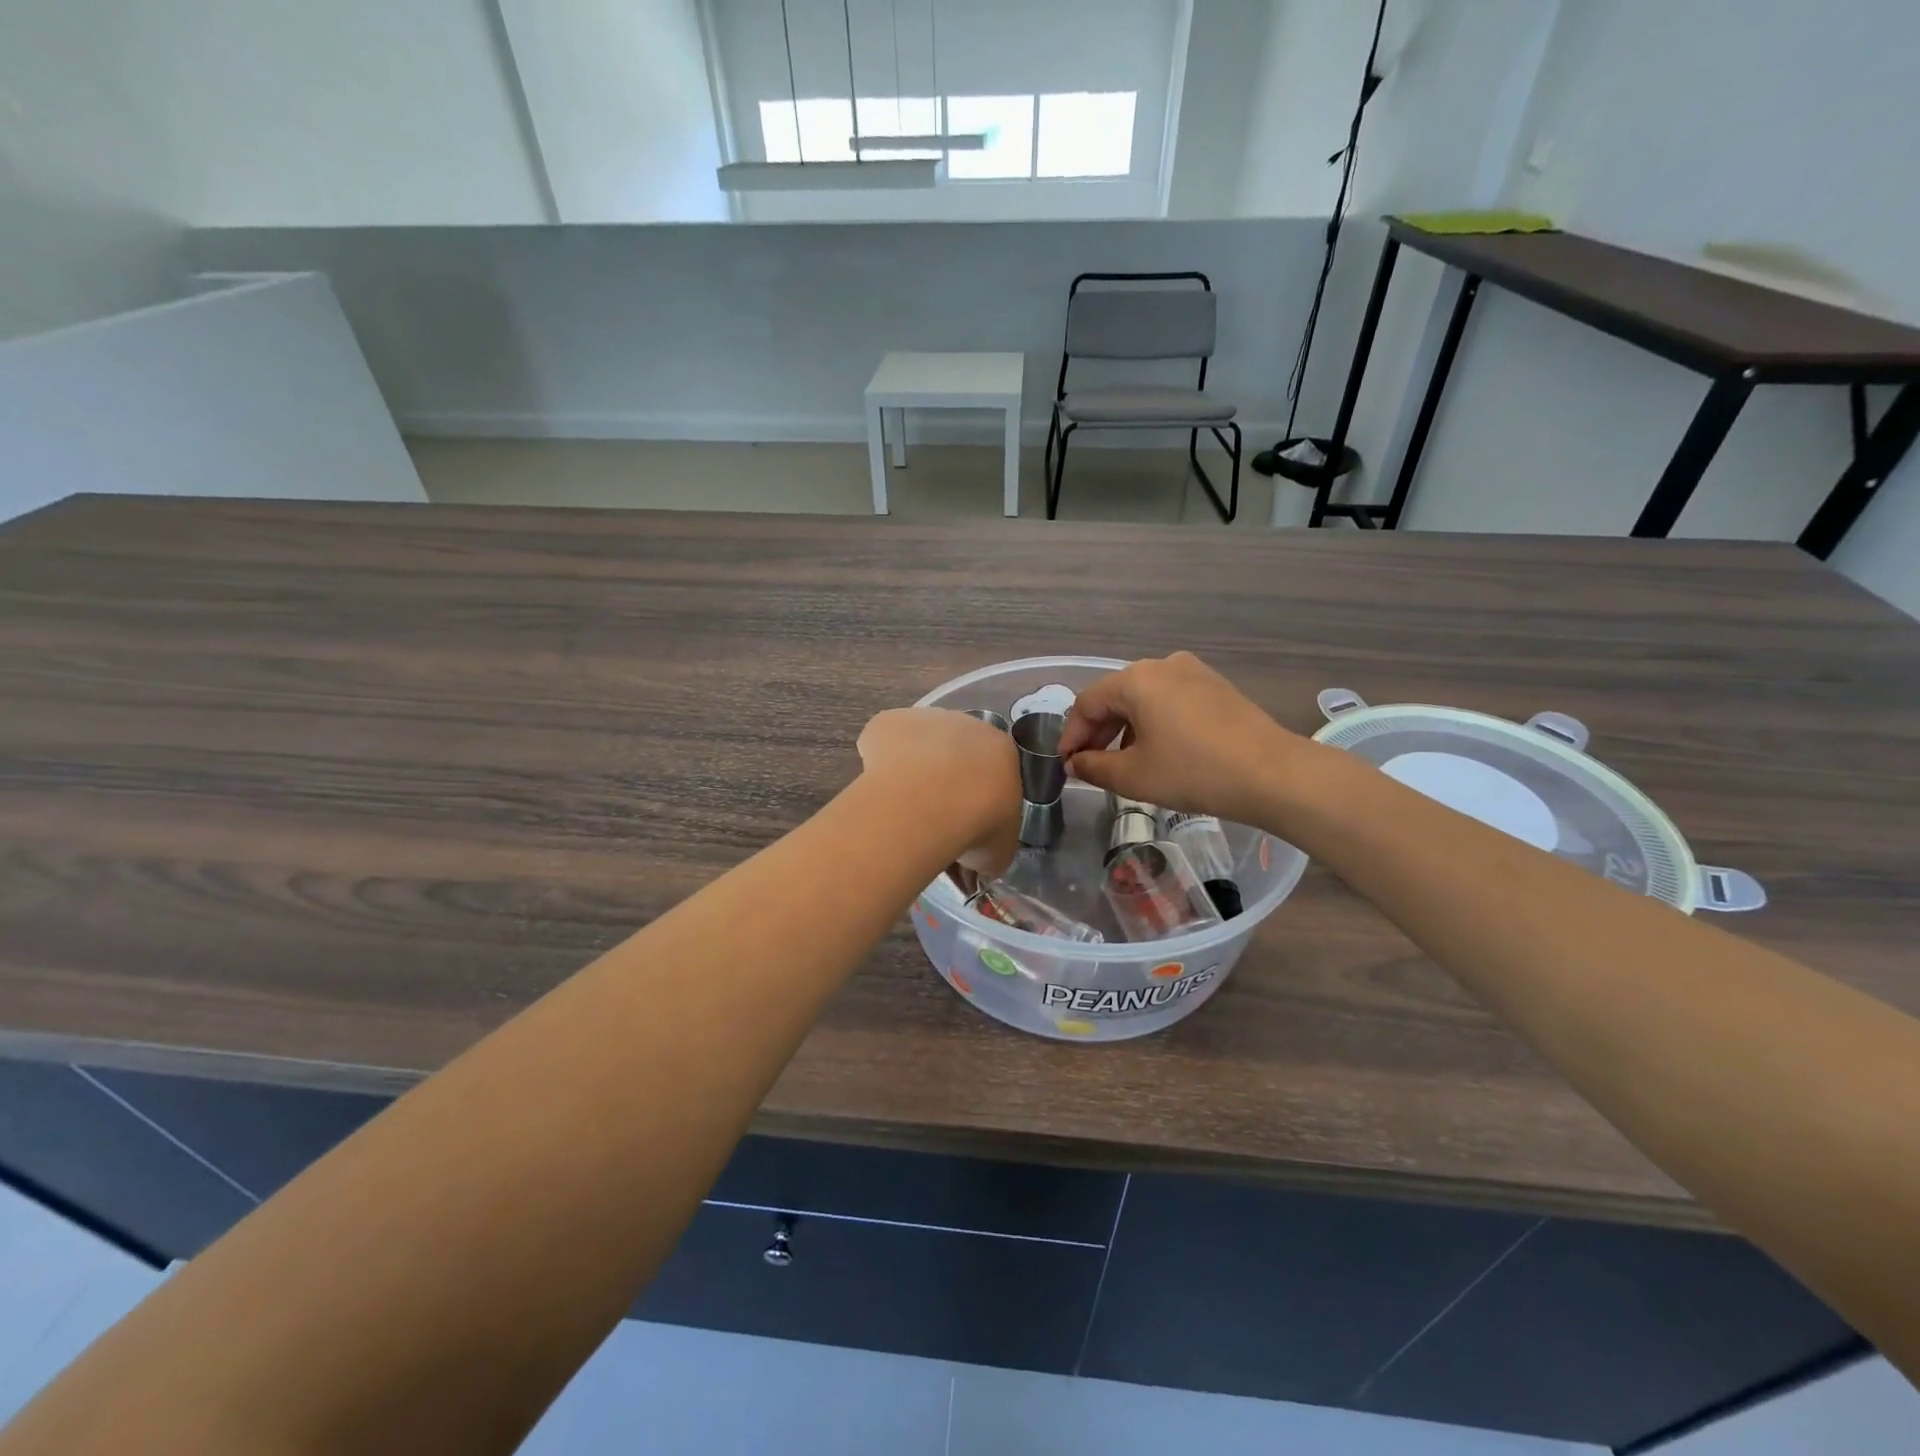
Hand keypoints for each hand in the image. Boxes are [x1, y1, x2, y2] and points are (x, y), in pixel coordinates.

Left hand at [857, 707, 1020, 875]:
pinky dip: (878, 761)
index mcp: (1002, 750)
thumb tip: (972, 866)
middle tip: (932, 816)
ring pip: (918, 743)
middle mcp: (966, 724)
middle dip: (946, 777)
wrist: (927, 803)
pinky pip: (883, 742)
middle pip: (956, 750)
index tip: (965, 820)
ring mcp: (925, 717)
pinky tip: (879, 790)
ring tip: (901, 807)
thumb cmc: (975, 825)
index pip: (994, 769)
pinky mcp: (889, 720)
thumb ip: (987, 851)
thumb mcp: (997, 853)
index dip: (978, 795)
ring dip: (912, 767)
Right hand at [1058, 652, 1311, 825]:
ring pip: (1144, 699)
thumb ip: (1094, 767)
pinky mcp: (1216, 686)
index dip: (1072, 736)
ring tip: (1124, 763)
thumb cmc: (1193, 772)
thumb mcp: (1134, 776)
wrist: (1272, 774)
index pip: (1087, 703)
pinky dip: (1153, 723)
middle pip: (1115, 696)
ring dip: (1125, 729)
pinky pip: (1170, 700)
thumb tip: (1075, 764)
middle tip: (1089, 765)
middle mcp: (1162, 665)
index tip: (1066, 765)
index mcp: (1136, 679)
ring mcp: (1193, 672)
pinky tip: (1158, 751)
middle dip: (1098, 732)